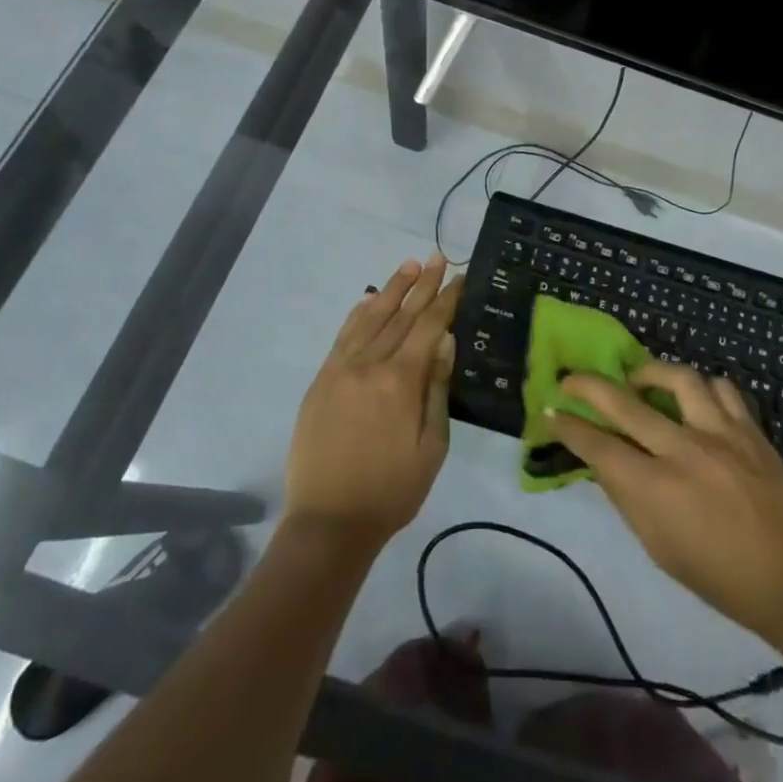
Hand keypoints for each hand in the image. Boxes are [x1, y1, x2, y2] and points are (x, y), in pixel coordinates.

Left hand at [283, 256, 461, 550]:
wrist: (328, 524)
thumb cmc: (392, 490)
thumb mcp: (431, 446)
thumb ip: (437, 388)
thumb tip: (446, 341)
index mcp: (401, 381)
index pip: (429, 327)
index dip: (446, 299)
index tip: (460, 276)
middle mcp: (369, 364)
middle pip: (401, 315)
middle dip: (422, 284)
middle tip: (437, 257)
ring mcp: (340, 370)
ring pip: (370, 318)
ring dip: (391, 289)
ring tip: (408, 266)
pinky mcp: (321, 381)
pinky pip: (342, 337)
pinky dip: (357, 315)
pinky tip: (367, 299)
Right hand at [552, 363, 782, 644]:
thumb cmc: (719, 576)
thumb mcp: (659, 547)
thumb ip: (629, 498)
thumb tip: (607, 461)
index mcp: (655, 489)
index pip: (598, 446)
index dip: (569, 428)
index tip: (551, 412)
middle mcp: (683, 450)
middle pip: (624, 402)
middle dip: (588, 385)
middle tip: (571, 379)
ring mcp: (720, 433)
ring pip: (678, 378)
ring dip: (651, 373)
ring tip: (640, 380)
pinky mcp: (750, 429)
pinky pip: (721, 388)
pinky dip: (702, 387)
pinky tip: (695, 398)